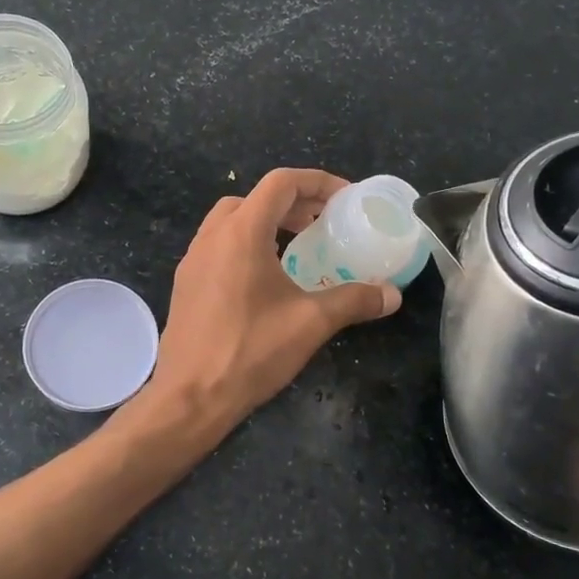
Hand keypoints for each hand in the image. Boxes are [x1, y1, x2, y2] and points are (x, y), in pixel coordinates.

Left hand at [139, 168, 401, 445]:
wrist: (190, 397)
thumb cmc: (250, 351)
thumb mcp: (311, 323)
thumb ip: (354, 300)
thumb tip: (392, 295)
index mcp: (241, 233)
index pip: (281, 183)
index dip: (317, 182)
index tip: (345, 199)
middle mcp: (212, 237)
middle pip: (255, 198)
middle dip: (292, 203)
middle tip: (323, 223)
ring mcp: (193, 260)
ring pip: (232, 222)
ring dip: (266, 223)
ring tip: (298, 247)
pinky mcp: (185, 284)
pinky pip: (218, 247)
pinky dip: (246, 245)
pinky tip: (266, 279)